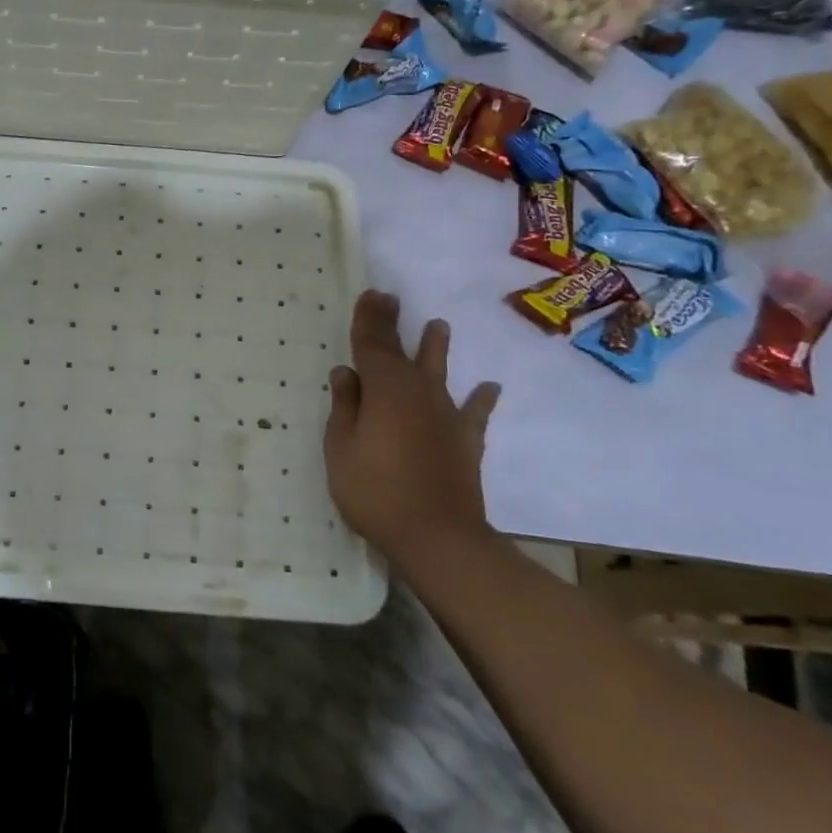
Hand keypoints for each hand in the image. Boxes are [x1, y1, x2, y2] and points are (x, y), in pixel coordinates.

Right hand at [323, 290, 500, 556]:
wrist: (438, 537)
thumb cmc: (375, 491)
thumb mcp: (341, 448)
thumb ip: (345, 407)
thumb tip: (347, 373)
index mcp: (383, 389)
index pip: (372, 345)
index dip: (368, 319)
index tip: (369, 294)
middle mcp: (417, 393)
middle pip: (403, 351)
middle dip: (393, 324)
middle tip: (389, 298)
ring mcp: (446, 416)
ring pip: (439, 373)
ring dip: (436, 348)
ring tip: (439, 326)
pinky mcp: (466, 441)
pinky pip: (474, 413)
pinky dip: (482, 399)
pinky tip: (490, 387)